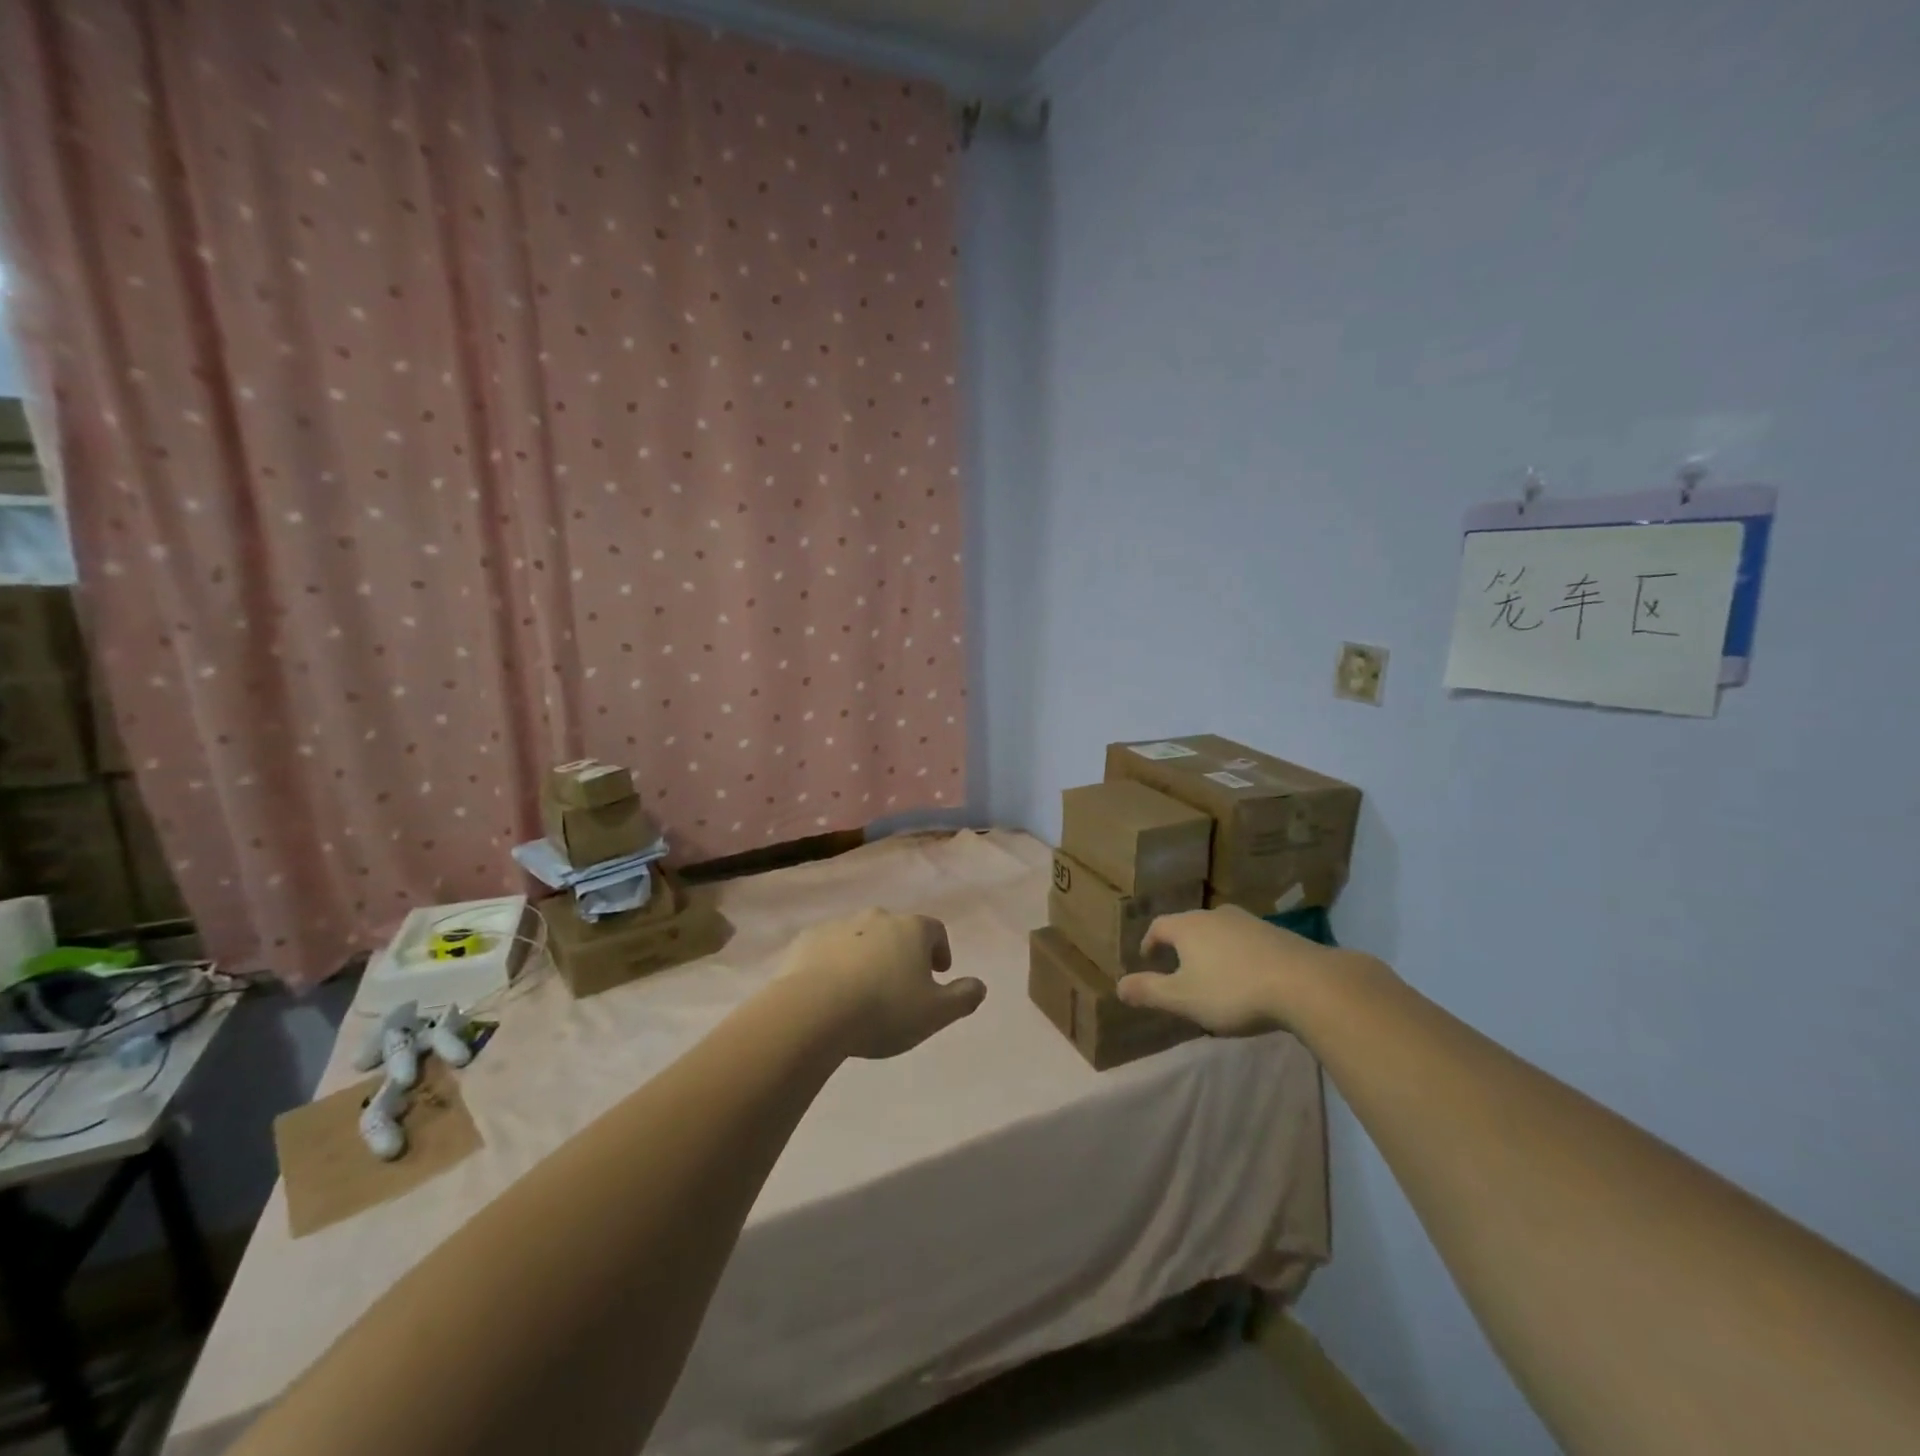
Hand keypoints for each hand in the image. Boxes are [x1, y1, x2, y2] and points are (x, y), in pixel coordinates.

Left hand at [783, 909, 986, 1060]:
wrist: (813, 1011)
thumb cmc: (884, 1010)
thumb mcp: (935, 1013)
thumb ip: (963, 997)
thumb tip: (980, 985)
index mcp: (912, 930)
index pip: (935, 930)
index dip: (940, 950)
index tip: (938, 972)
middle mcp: (877, 918)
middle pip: (897, 930)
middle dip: (902, 952)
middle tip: (901, 983)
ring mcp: (839, 926)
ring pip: (861, 937)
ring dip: (867, 956)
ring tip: (863, 991)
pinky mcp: (806, 940)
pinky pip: (827, 948)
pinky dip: (833, 962)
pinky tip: (830, 991)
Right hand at [1117, 906, 1362, 1036]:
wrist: (1304, 983)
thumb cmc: (1233, 991)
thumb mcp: (1183, 998)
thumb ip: (1149, 991)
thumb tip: (1118, 986)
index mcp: (1187, 927)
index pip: (1158, 926)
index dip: (1149, 942)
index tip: (1147, 958)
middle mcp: (1214, 915)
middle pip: (1189, 925)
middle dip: (1181, 945)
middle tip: (1178, 967)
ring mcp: (1248, 921)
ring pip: (1219, 931)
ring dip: (1211, 949)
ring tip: (1213, 973)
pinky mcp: (1276, 933)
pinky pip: (1245, 940)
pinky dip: (1238, 954)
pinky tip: (1247, 976)